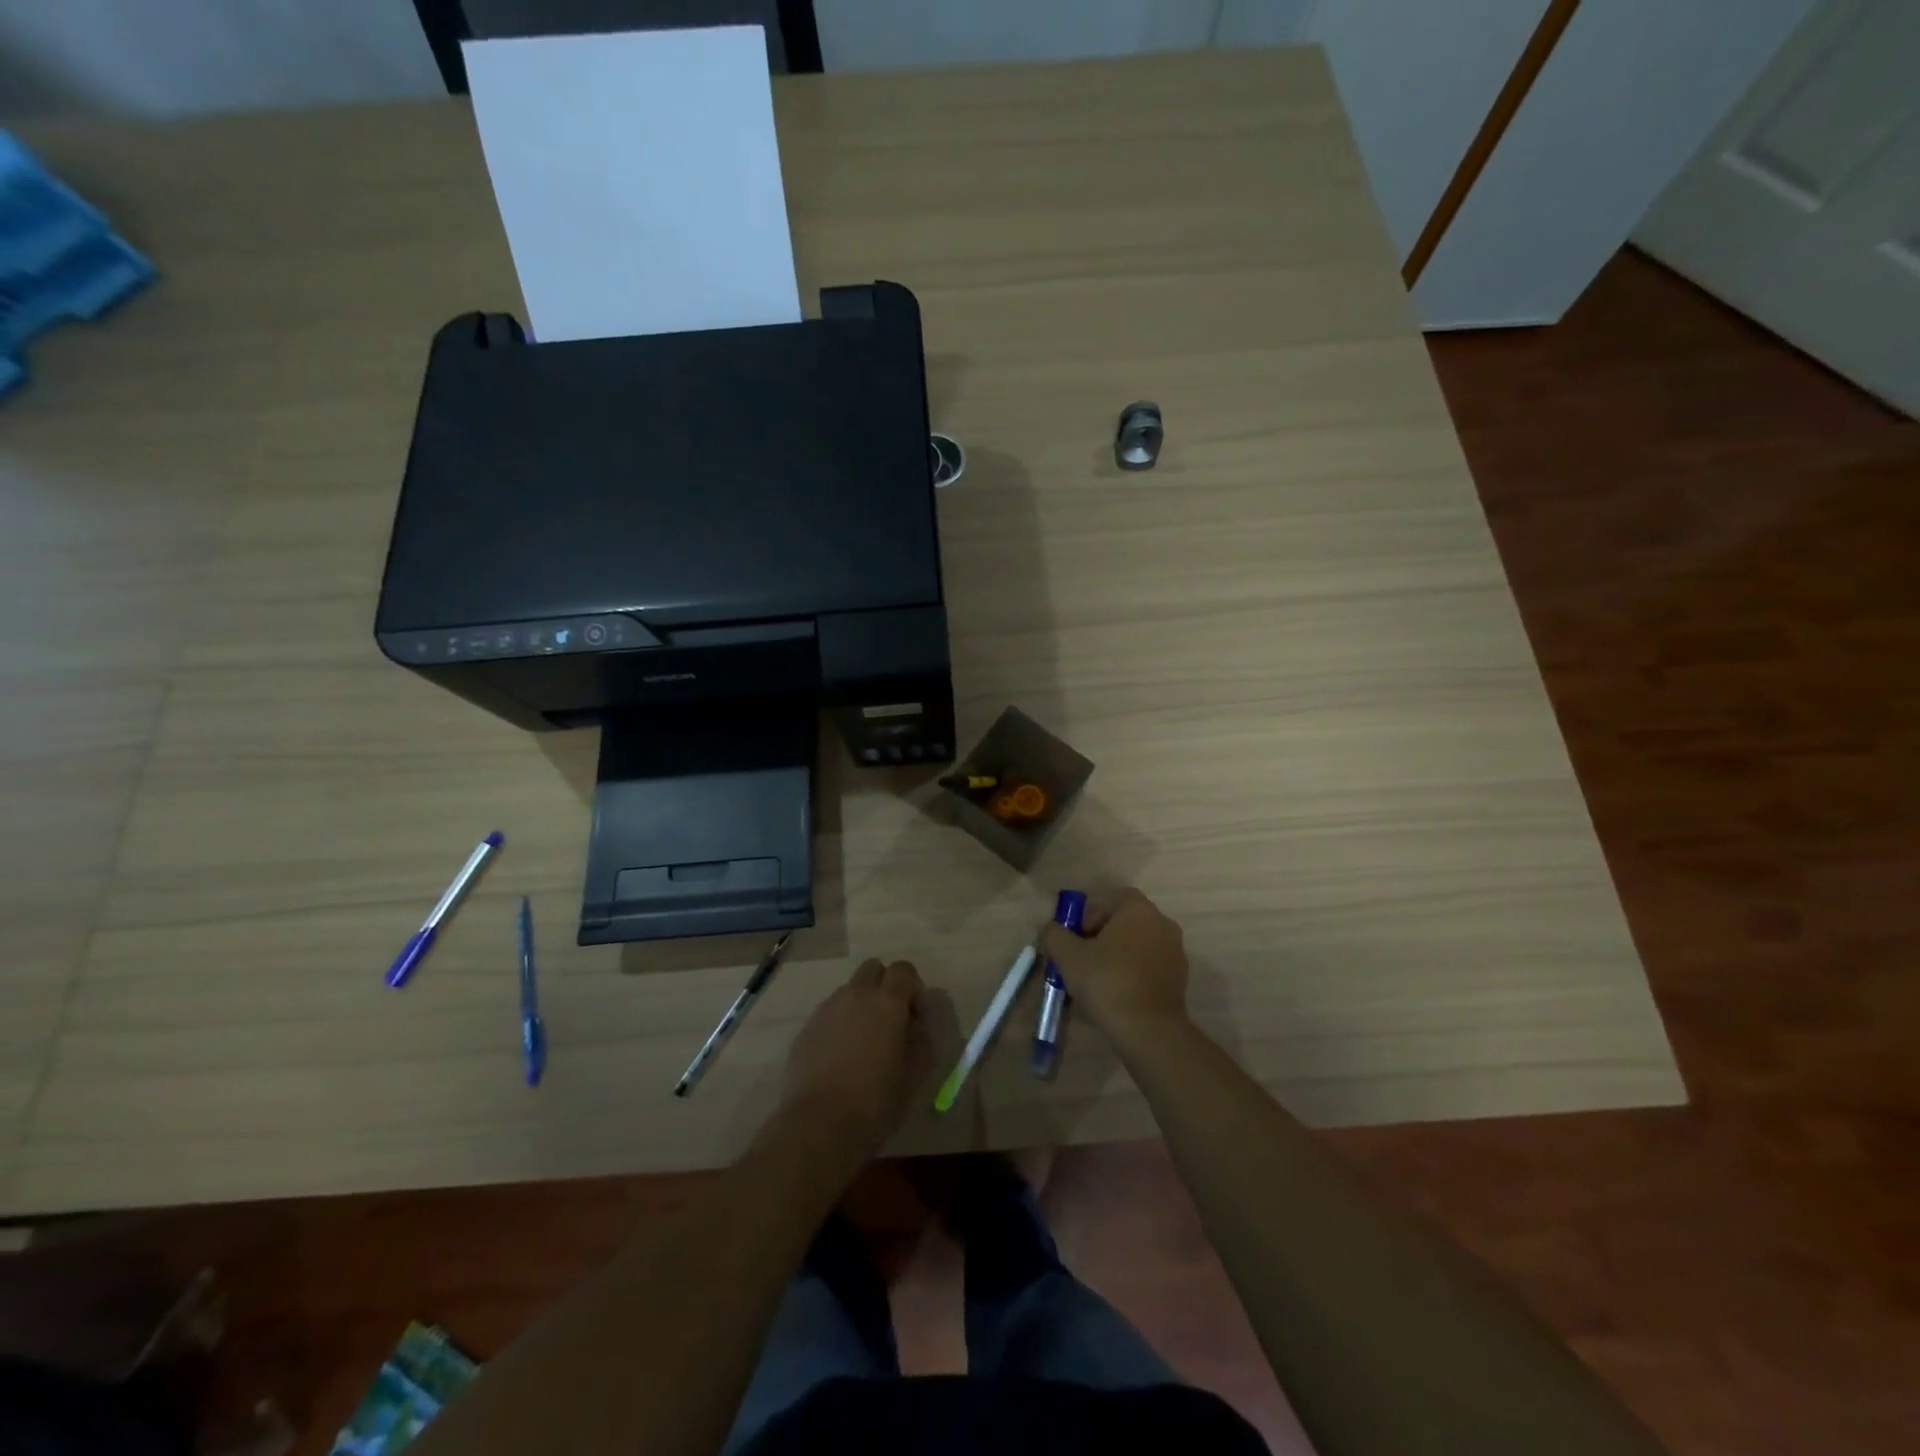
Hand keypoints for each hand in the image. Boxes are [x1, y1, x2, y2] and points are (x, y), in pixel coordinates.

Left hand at [780, 959, 930, 1164]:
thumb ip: (922, 1041)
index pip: (903, 970)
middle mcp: (855, 995)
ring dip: (861, 1004)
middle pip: (873, 969)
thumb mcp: (913, 1076)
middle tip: (891, 1020)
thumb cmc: (875, 1102)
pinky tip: (841, 1056)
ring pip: (849, 990)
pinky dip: (840, 1023)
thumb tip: (918, 1025)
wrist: (817, 1126)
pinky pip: (829, 1013)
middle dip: (885, 985)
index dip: (913, 987)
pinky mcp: (806, 1028)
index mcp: (886, 1002)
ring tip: (864, 1042)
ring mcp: (826, 1010)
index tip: (916, 1015)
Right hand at [1037, 889, 1189, 1046]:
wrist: (1148, 1029)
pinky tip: (1116, 997)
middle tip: (1082, 961)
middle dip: (1101, 937)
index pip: (1110, 899)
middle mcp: (1162, 923)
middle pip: (1124, 922)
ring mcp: (1175, 952)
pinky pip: (1149, 967)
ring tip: (1097, 982)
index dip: (1089, 916)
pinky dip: (1132, 975)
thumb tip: (1051, 930)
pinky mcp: (1180, 979)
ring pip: (1137, 946)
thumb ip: (1054, 934)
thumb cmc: (1107, 981)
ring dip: (1117, 957)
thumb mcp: (1068, 955)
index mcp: (1139, 909)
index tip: (1077, 940)